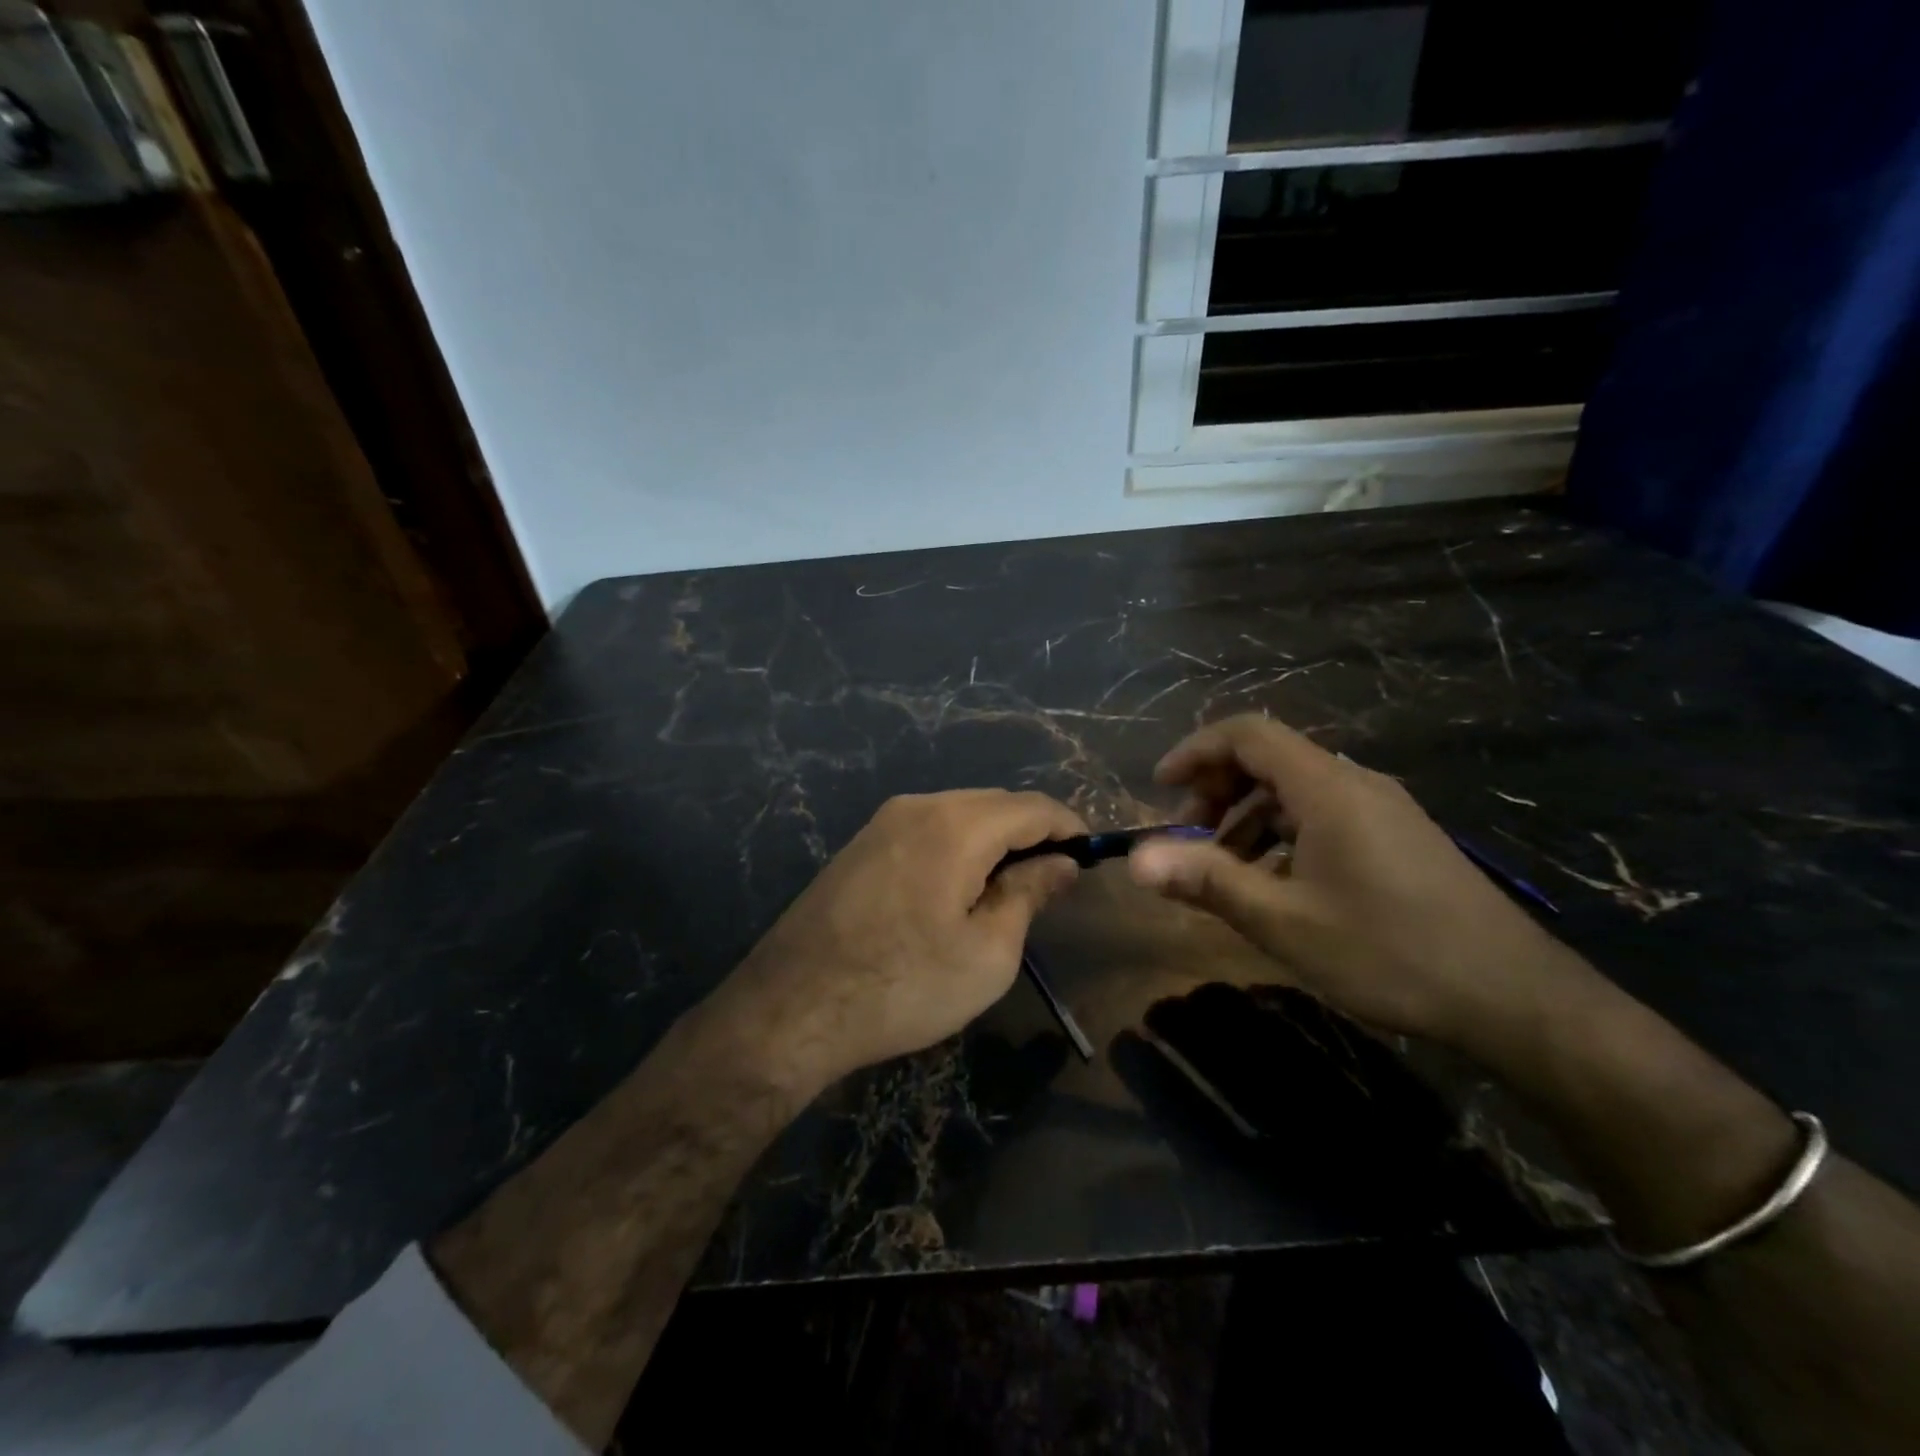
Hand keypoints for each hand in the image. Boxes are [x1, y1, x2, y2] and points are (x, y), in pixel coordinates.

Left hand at [716, 789, 1086, 1093]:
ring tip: (1011, 885)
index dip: (1068, 825)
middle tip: (1054, 878)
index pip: (1031, 806)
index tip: (1090, 854)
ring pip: (959, 812)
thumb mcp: (987, 952)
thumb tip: (1061, 862)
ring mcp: (883, 821)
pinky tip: (960, 885)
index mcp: (956, 825)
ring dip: (994, 838)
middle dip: (1032, 831)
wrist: (792, 1007)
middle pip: (994, 802)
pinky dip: (958, 844)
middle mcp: (919, 806)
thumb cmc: (904, 986)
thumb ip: (1029, 893)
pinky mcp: (861, 842)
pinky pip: (927, 827)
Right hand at [1126, 714, 1580, 1050]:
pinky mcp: (1398, 838)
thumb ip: (1207, 882)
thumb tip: (1136, 860)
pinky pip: (1323, 815)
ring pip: (1295, 790)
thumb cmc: (1391, 952)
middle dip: (1217, 789)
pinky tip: (1276, 884)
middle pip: (1270, 758)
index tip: (1160, 788)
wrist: (1516, 998)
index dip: (1195, 751)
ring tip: (1225, 869)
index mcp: (1327, 789)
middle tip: (1189, 838)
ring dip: (1247, 817)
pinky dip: (1282, 834)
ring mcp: (1382, 811)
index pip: (1248, 734)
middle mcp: (1355, 784)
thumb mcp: (1285, 922)